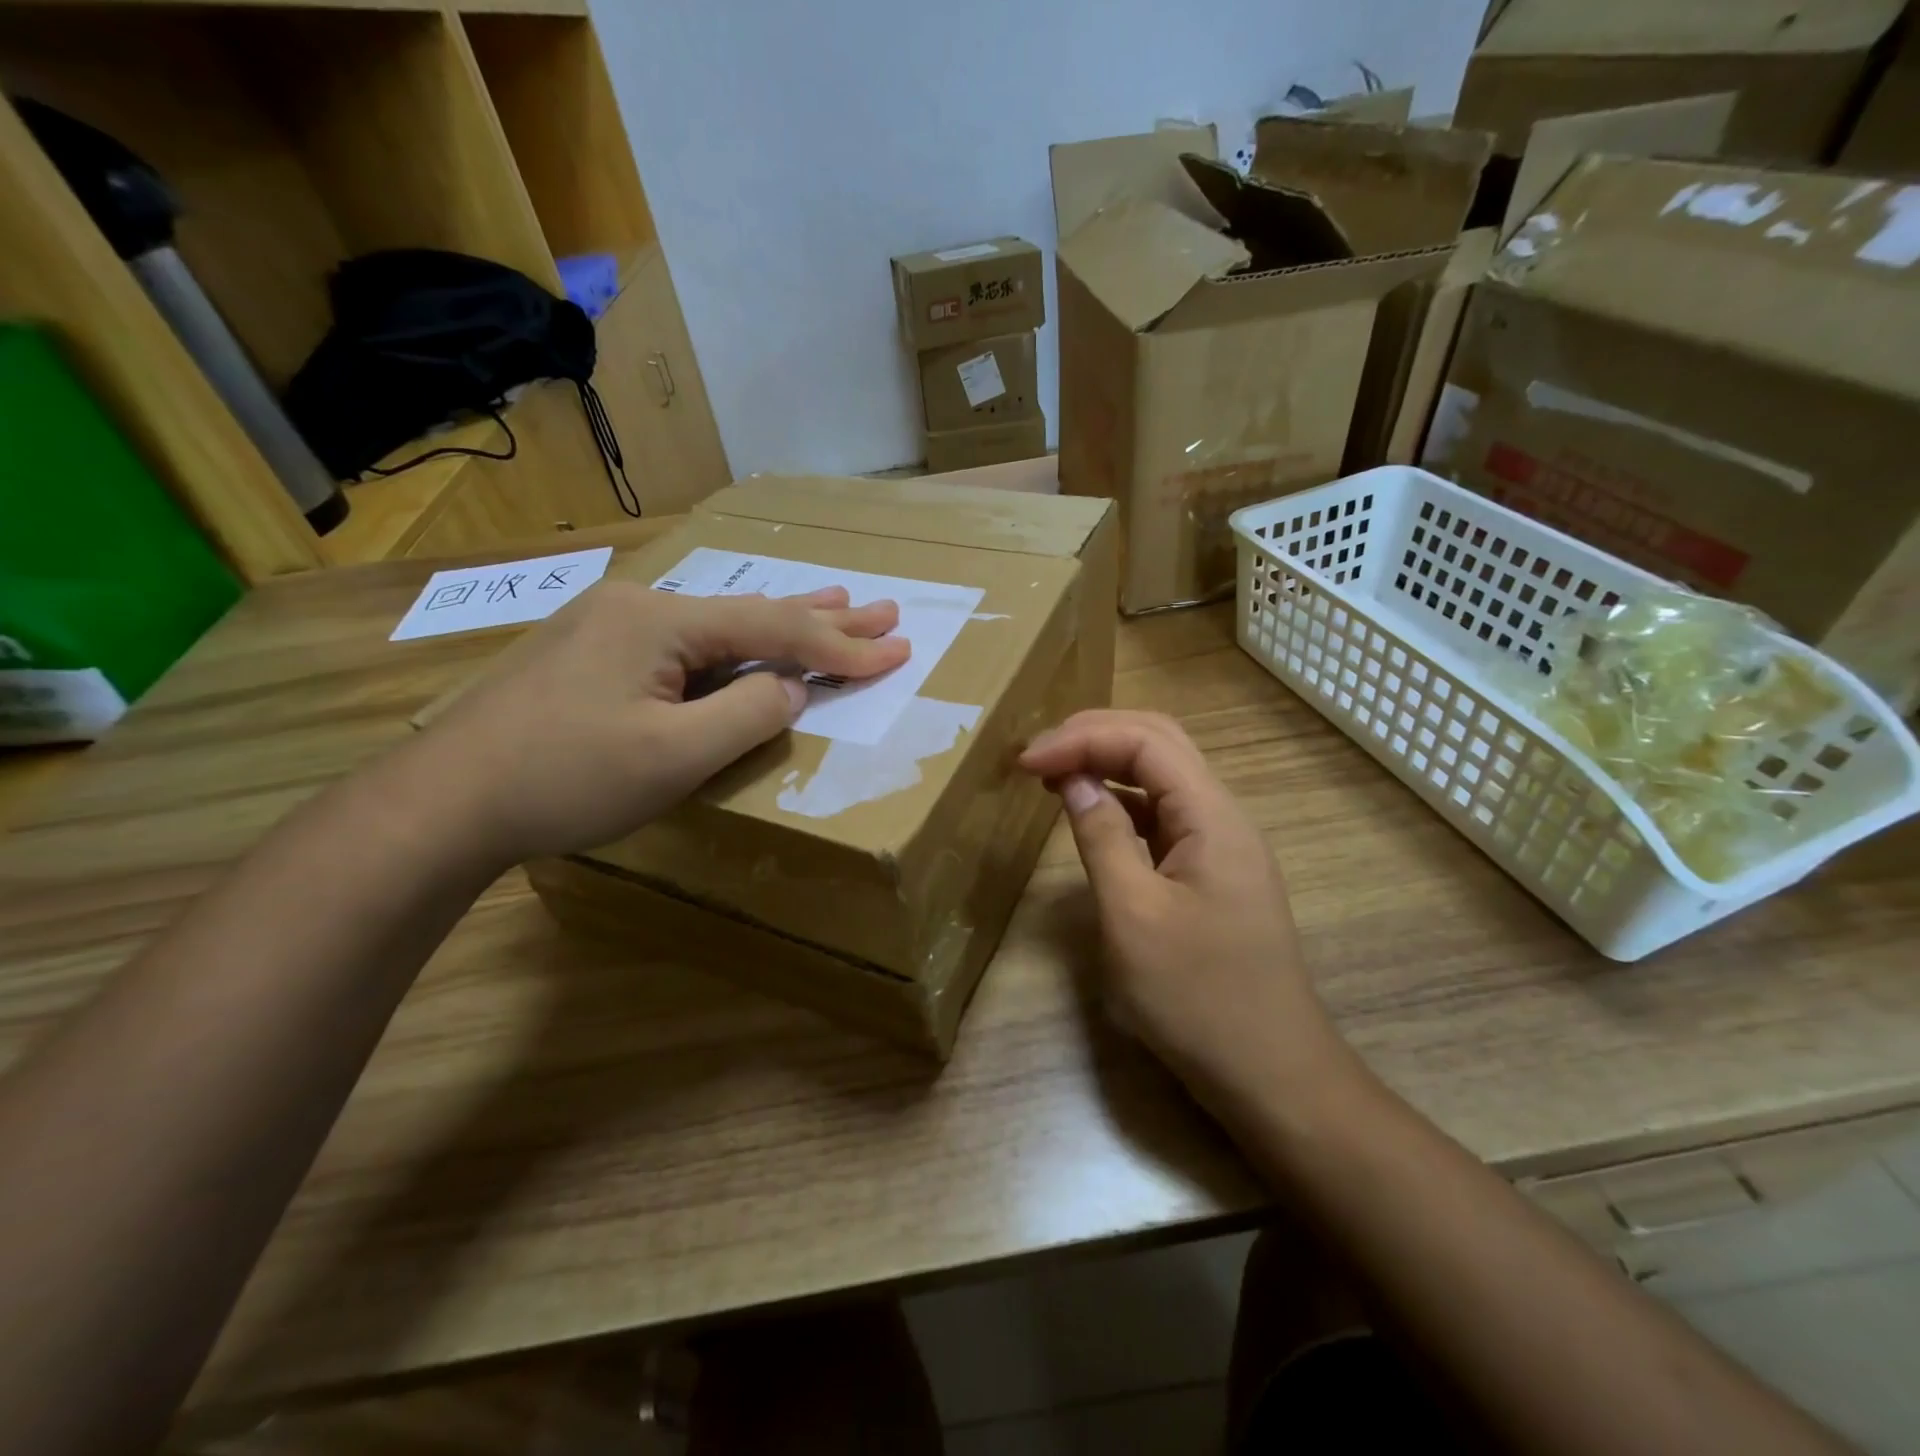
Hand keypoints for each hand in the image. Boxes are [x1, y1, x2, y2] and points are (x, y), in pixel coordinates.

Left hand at [410, 581, 909, 863]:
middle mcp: (639, 607)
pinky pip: (687, 645)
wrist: (444, 801)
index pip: (774, 630)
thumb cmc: (564, 779)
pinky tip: (749, 644)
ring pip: (718, 625)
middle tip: (883, 608)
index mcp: (661, 621)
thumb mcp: (673, 756)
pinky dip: (734, 648)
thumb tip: (790, 688)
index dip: (842, 646)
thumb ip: (747, 714)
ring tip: (836, 604)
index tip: (899, 650)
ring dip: (780, 623)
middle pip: (752, 612)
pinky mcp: (594, 655)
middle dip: (823, 616)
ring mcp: (611, 627)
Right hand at [1020, 710, 1348, 1102]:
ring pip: (1162, 776)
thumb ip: (1101, 838)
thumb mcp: (1134, 916)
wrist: (1272, 1075)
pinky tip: (1090, 812)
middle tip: (1036, 754)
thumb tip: (1072, 781)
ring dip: (1107, 762)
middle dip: (1094, 735)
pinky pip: (1162, 816)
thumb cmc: (1199, 999)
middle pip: (1159, 744)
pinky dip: (1120, 801)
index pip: (1146, 741)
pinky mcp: (1209, 873)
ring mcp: (1219, 845)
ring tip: (1052, 773)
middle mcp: (1222, 816)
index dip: (1081, 738)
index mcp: (1212, 816)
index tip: (1025, 761)